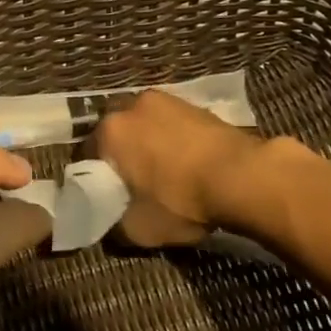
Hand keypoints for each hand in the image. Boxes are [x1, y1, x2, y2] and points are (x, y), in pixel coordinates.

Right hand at [94, 89, 261, 246]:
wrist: (244, 177)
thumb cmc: (181, 200)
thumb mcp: (139, 229)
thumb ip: (114, 225)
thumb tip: (109, 223)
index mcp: (110, 131)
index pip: (86, 154)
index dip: (93, 177)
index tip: (104, 195)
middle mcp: (132, 105)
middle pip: (116, 132)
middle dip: (120, 153)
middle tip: (132, 182)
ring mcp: (166, 100)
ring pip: (145, 124)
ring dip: (147, 143)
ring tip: (162, 172)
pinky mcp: (196, 104)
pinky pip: (171, 124)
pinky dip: (173, 140)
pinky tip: (186, 163)